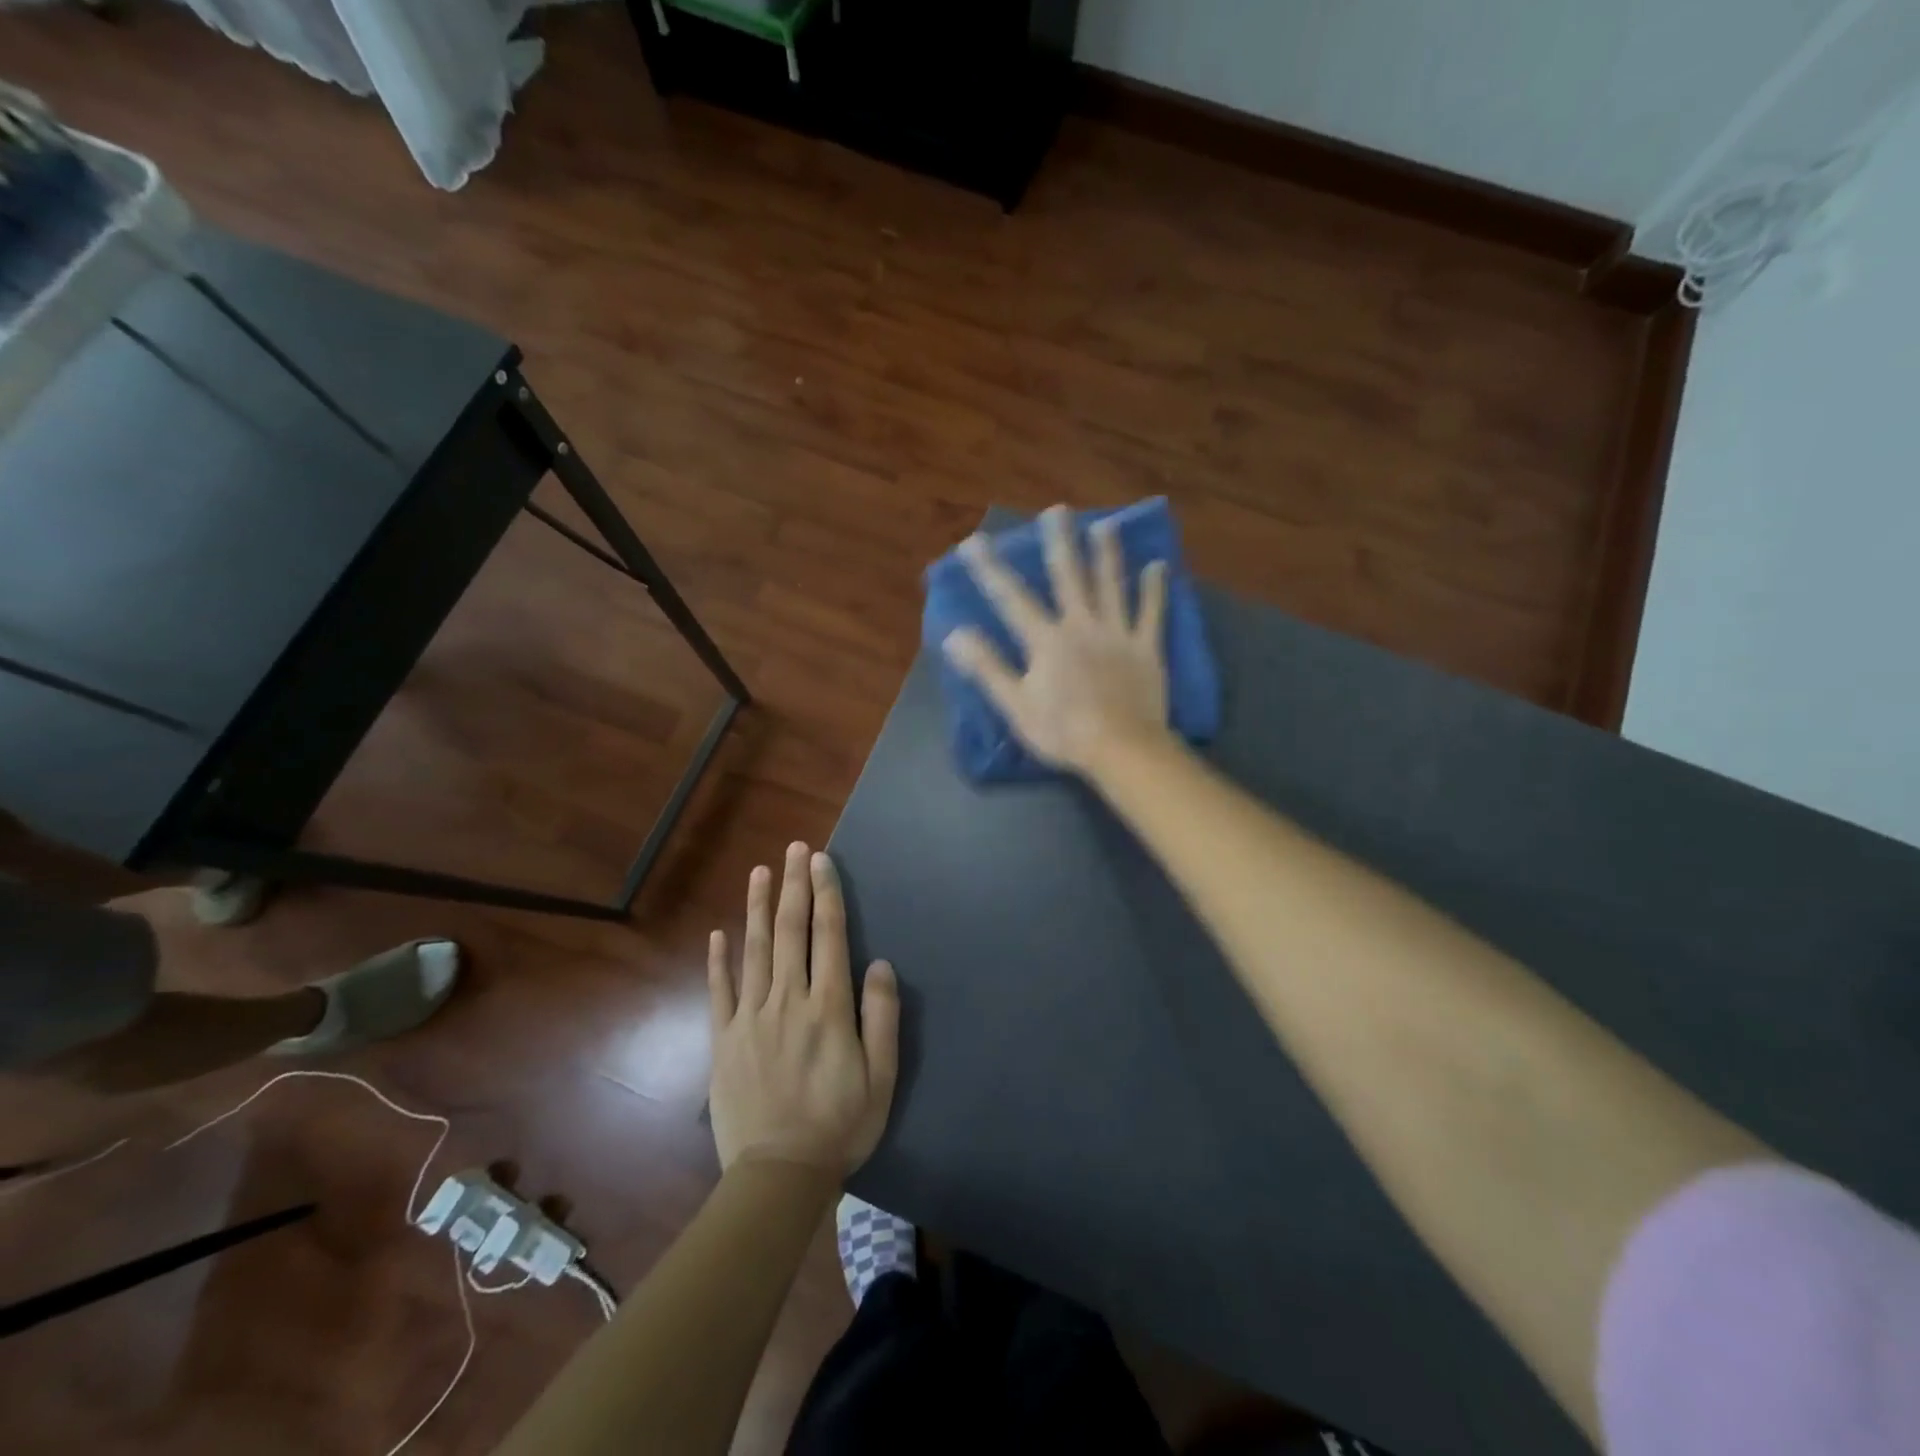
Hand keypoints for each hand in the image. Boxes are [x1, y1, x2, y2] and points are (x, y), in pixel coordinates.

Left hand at [708, 843, 899, 1175]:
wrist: (779, 1175)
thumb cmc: (841, 1125)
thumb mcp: (882, 1077)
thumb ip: (881, 1017)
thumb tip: (879, 963)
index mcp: (828, 1007)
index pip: (828, 936)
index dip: (826, 894)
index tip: (822, 860)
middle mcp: (788, 1000)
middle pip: (790, 931)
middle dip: (794, 885)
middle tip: (795, 848)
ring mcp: (750, 1018)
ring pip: (754, 950)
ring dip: (758, 907)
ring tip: (760, 871)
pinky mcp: (723, 1040)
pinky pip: (719, 991)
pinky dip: (719, 959)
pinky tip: (719, 932)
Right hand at [942, 504, 1171, 774]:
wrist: (1122, 749)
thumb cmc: (1062, 731)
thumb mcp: (1014, 704)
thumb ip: (987, 667)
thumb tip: (955, 633)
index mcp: (1046, 640)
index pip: (1012, 598)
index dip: (990, 569)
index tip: (974, 541)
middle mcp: (1082, 625)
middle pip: (1069, 577)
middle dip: (1060, 542)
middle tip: (1057, 511)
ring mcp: (1118, 634)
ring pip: (1112, 585)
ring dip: (1107, 554)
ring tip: (1105, 525)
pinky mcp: (1147, 648)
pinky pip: (1152, 613)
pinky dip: (1155, 590)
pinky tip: (1159, 567)